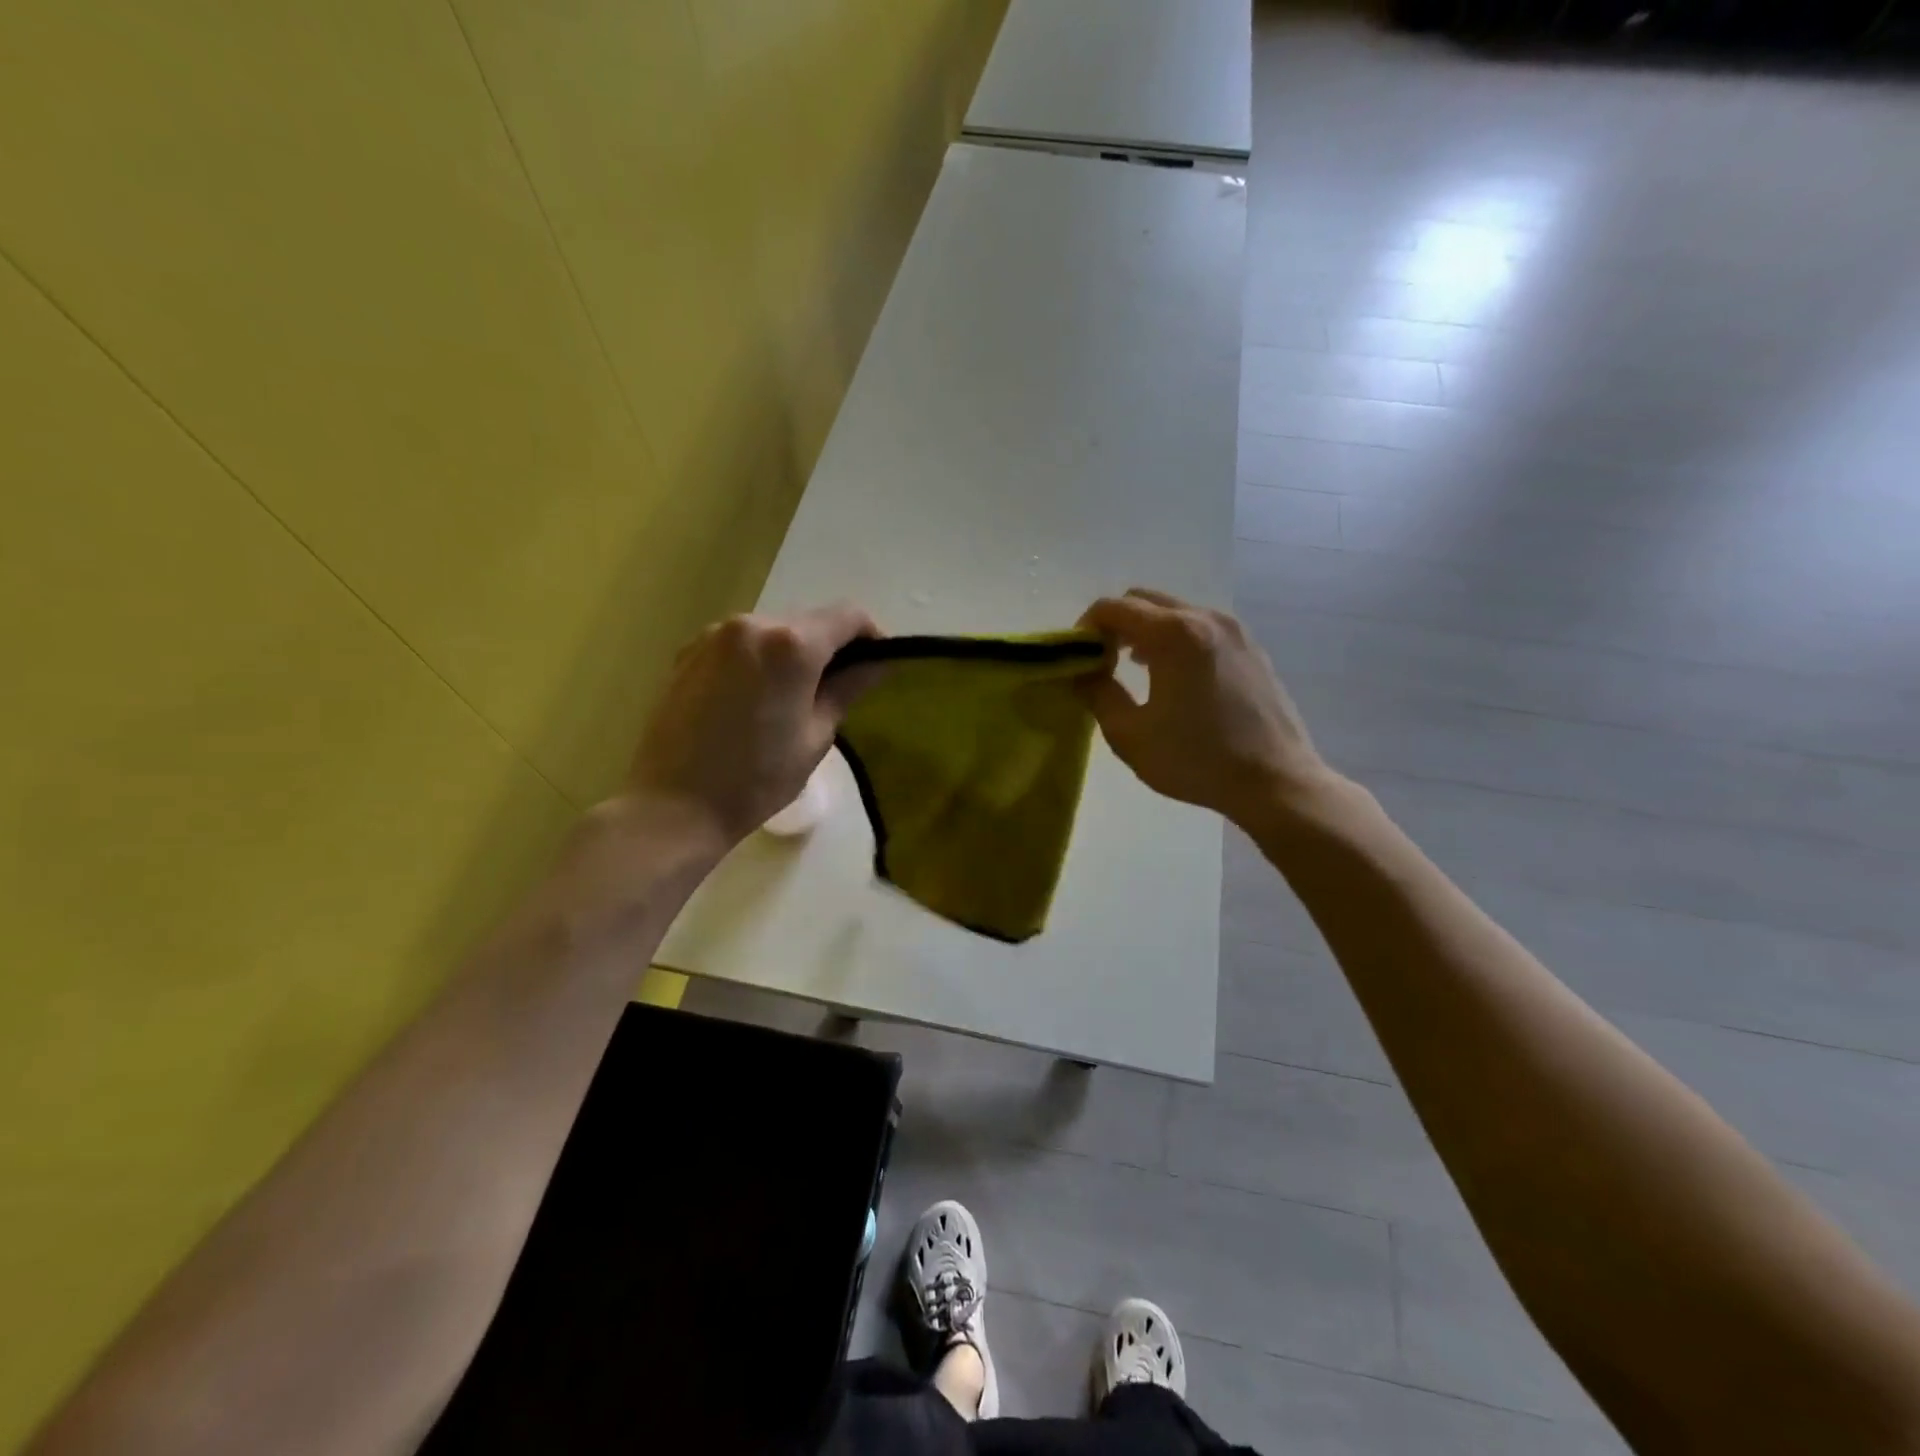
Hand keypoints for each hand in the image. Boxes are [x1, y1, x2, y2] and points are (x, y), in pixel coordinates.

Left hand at [624, 603, 880, 851]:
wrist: (674, 806)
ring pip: (773, 630)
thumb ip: (848, 689)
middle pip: (809, 621)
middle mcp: (752, 624)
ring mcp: (714, 635)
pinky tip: (754, 699)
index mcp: (791, 645)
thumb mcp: (816, 737)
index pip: (848, 616)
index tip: (878, 664)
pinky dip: (758, 659)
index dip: (872, 635)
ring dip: (792, 653)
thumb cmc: (757, 779)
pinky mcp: (688, 651)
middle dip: (831, 647)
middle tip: (839, 688)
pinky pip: (740, 643)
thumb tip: (877, 663)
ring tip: (793, 697)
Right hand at [1077, 589, 1338, 826]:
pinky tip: (1174, 678)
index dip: (1085, 628)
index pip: (1113, 607)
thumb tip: (1083, 671)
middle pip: (1144, 600)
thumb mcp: (1130, 735)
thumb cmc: (1196, 760)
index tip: (1078, 658)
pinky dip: (1176, 639)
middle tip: (1103, 662)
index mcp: (1173, 634)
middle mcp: (1205, 618)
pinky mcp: (1251, 647)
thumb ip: (1097, 693)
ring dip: (1146, 631)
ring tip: (1136, 671)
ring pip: (1175, 612)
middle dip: (1116, 625)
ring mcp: (1233, 630)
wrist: (1275, 781)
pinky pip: (1201, 627)